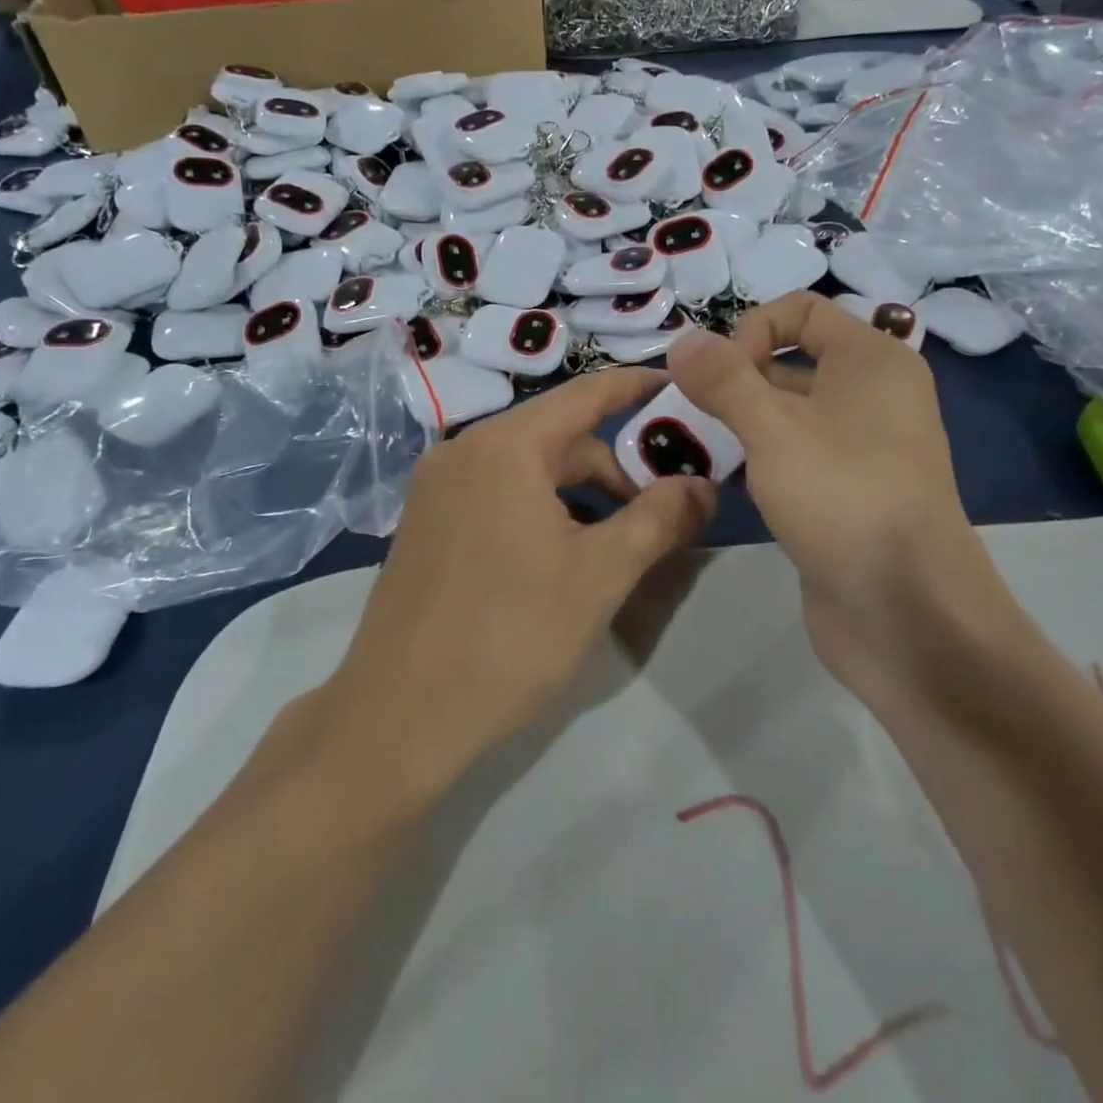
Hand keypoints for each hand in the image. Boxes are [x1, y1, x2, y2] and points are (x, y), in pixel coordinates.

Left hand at [322, 368, 714, 799]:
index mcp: (505, 446)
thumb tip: (704, 485)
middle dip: (615, 468)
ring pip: (529, 468)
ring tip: (616, 544)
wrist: (398, 716)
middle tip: (660, 512)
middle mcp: (464, 449)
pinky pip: (498, 491)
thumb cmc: (510, 637)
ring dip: (580, 493)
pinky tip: (561, 556)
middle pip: (559, 436)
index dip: (638, 387)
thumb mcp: (601, 576)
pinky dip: (541, 507)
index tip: (682, 387)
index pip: (586, 394)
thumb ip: (659, 519)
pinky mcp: (426, 519)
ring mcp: (438, 485)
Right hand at [667, 294, 1000, 707]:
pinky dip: (754, 459)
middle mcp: (870, 395)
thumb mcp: (773, 428)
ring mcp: (859, 448)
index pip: (801, 309)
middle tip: (686, 413)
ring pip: (785, 414)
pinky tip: (716, 480)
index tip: (719, 375)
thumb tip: (684, 340)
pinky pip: (791, 456)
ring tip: (688, 445)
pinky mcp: (843, 493)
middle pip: (788, 361)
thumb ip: (724, 378)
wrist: (906, 612)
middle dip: (732, 381)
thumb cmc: (842, 497)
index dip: (751, 329)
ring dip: (735, 423)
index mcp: (871, 360)